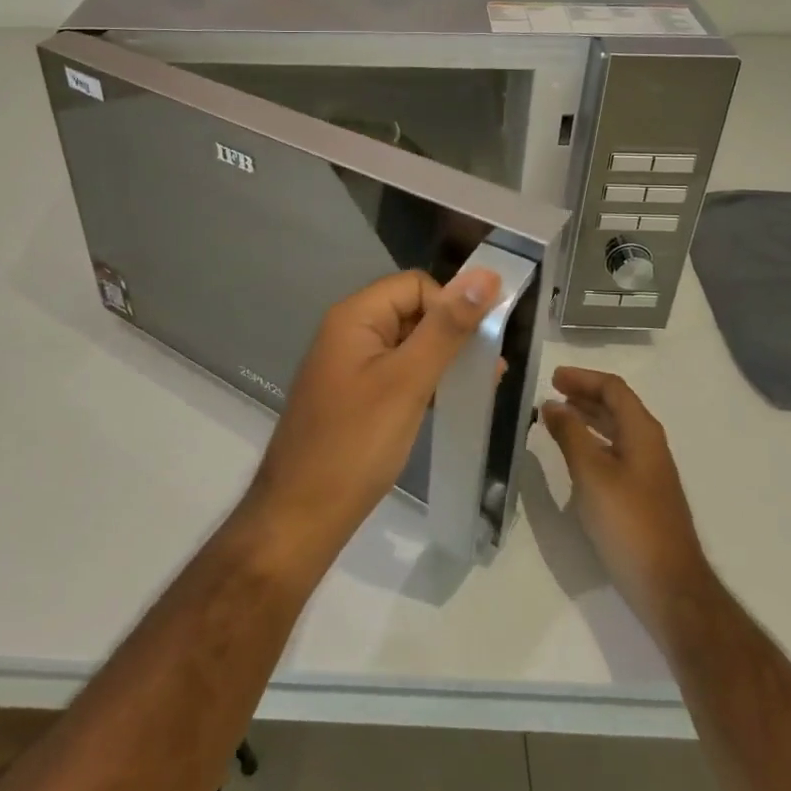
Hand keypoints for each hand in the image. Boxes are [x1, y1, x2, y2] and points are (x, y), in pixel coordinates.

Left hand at [242, 268, 499, 563]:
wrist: (301, 515)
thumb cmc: (356, 444)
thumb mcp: (408, 381)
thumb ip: (447, 328)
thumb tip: (486, 275)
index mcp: (355, 316)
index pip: (415, 285)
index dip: (451, 305)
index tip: (481, 344)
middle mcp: (349, 331)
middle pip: (412, 311)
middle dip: (452, 333)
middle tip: (490, 369)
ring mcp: (349, 365)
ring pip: (407, 344)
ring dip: (443, 359)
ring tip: (480, 386)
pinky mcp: (353, 396)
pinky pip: (396, 372)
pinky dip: (424, 381)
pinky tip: (450, 402)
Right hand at [539, 368, 711, 627]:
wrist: (670, 587)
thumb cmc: (628, 522)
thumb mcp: (591, 473)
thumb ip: (570, 434)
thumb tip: (552, 404)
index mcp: (642, 433)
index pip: (614, 389)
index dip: (583, 378)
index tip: (552, 378)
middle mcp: (650, 446)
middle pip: (618, 407)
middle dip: (585, 396)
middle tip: (551, 394)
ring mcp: (650, 473)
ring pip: (617, 431)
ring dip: (588, 419)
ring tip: (558, 419)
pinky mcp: (645, 497)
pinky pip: (616, 454)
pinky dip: (594, 444)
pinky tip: (576, 458)